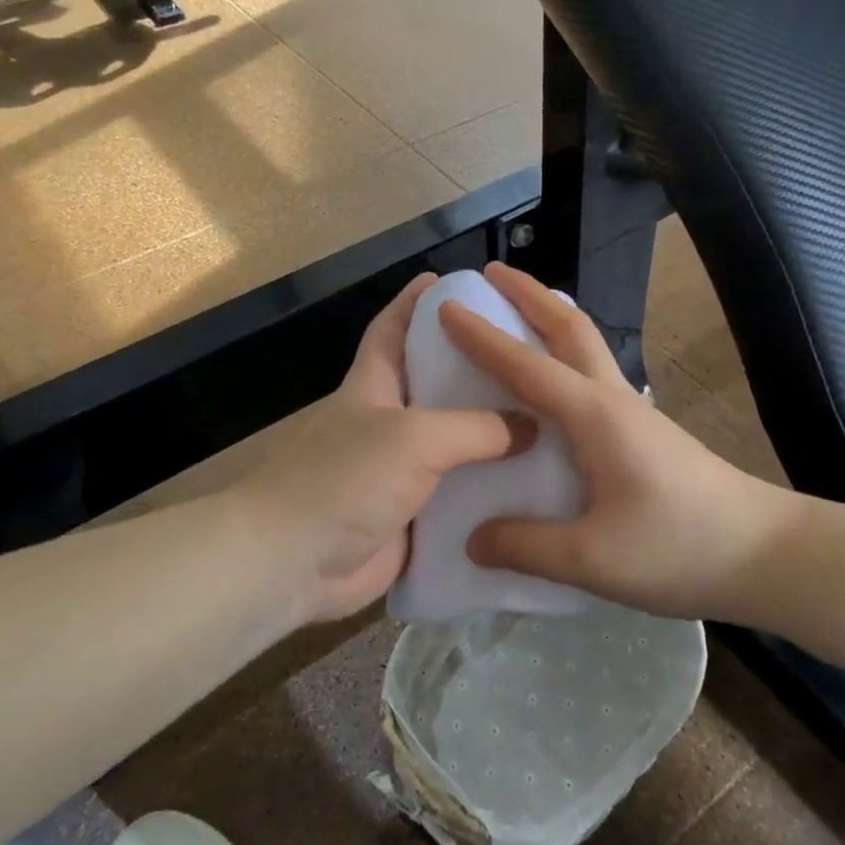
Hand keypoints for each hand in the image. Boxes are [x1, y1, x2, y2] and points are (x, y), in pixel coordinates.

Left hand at [239, 274, 530, 623]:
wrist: (293, 563)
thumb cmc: (344, 479)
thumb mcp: (414, 437)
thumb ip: (475, 428)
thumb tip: (528, 427)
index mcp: (374, 387)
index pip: (393, 329)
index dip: (417, 302)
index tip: (451, 282)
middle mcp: (387, 424)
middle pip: (437, 387)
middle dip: (477, 372)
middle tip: (532, 360)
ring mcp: (398, 473)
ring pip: (454, 446)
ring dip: (493, 439)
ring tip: (551, 425)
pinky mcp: (411, 517)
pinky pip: (457, 498)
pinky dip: (488, 493)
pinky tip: (533, 490)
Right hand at [442, 263, 801, 621]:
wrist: (766, 554)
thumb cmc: (680, 548)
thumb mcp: (592, 558)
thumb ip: (525, 546)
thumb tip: (472, 539)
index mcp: (594, 416)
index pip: (526, 365)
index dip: (482, 336)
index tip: (446, 306)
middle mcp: (613, 400)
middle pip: (570, 327)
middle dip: (530, 294)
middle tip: (492, 273)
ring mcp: (634, 413)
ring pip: (586, 346)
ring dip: (550, 319)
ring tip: (515, 315)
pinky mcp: (645, 432)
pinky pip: (593, 376)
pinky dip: (564, 357)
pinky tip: (550, 388)